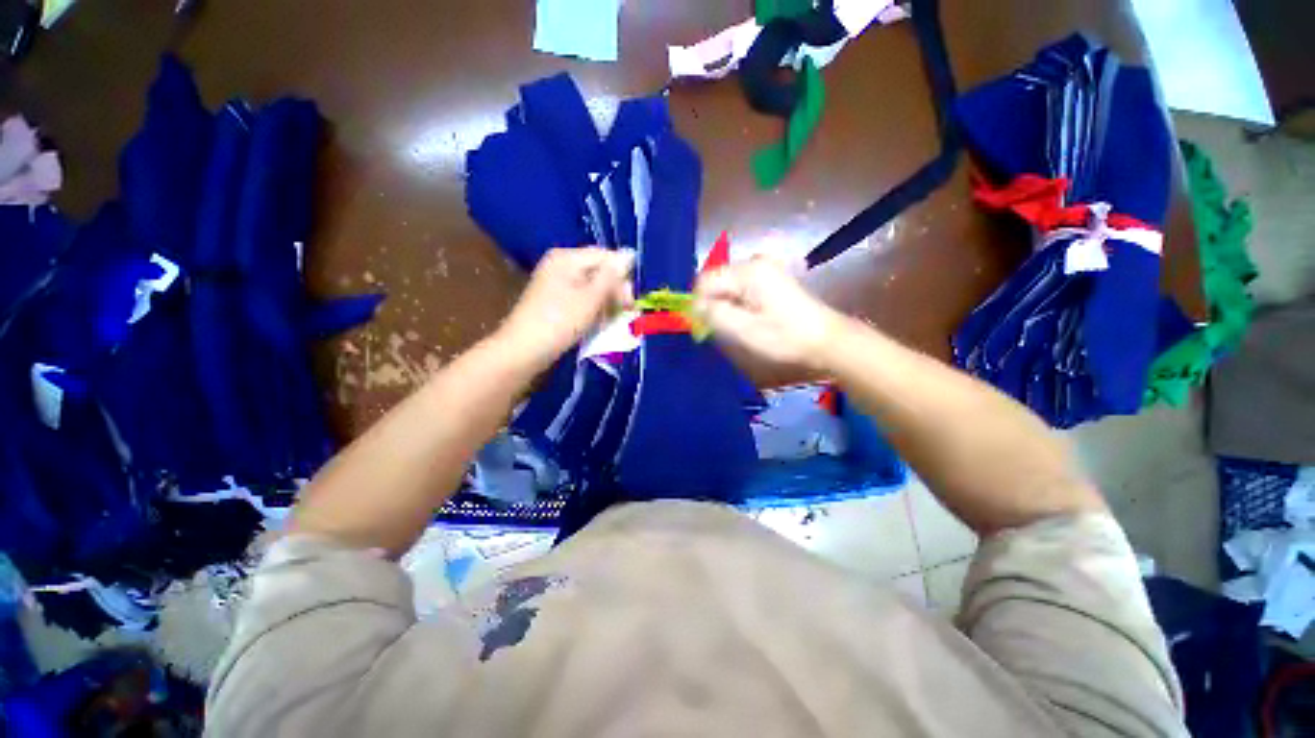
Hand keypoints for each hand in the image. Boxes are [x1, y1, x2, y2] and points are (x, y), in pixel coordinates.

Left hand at [496, 247, 634, 367]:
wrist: (523, 350)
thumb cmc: (559, 321)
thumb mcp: (591, 298)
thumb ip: (612, 276)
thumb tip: (629, 254)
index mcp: (567, 258)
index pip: (605, 257)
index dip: (622, 277)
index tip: (630, 302)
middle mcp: (561, 265)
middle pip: (599, 271)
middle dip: (614, 292)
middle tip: (622, 314)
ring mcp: (556, 284)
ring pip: (592, 288)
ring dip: (606, 304)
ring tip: (609, 322)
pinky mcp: (555, 301)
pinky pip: (582, 299)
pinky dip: (593, 310)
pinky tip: (597, 325)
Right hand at [695, 258, 843, 375]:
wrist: (825, 339)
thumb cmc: (784, 337)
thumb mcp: (744, 330)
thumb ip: (714, 316)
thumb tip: (695, 307)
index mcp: (747, 272)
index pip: (705, 281)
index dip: (698, 304)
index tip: (702, 327)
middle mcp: (754, 262)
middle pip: (715, 281)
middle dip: (711, 305)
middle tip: (719, 330)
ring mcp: (764, 268)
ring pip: (726, 286)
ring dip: (724, 306)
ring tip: (735, 327)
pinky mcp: (770, 277)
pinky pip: (739, 288)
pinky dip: (736, 303)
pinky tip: (746, 319)